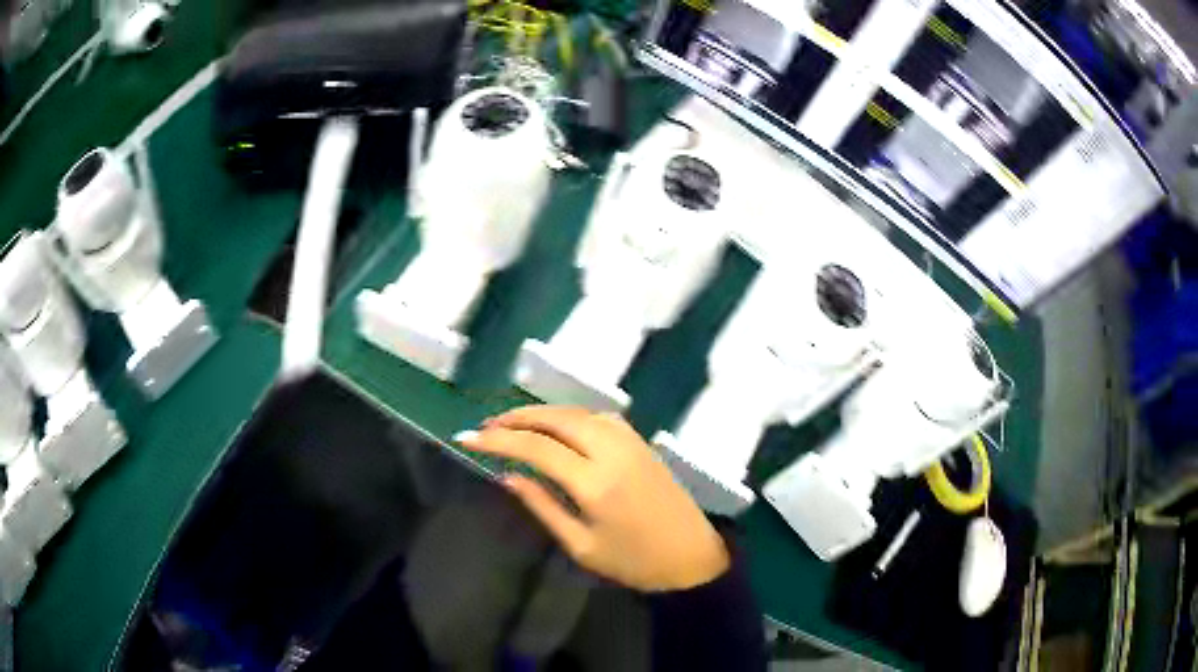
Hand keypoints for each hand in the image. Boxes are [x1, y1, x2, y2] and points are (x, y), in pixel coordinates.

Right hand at [454, 406, 729, 591]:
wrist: (693, 558)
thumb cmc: (634, 562)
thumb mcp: (581, 546)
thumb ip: (543, 506)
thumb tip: (509, 476)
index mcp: (595, 482)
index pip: (536, 448)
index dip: (498, 440)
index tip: (467, 437)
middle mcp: (612, 451)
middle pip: (557, 418)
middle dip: (517, 416)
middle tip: (487, 426)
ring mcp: (631, 441)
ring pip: (578, 411)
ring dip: (543, 412)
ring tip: (514, 423)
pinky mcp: (642, 442)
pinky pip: (599, 416)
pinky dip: (570, 414)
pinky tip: (557, 426)